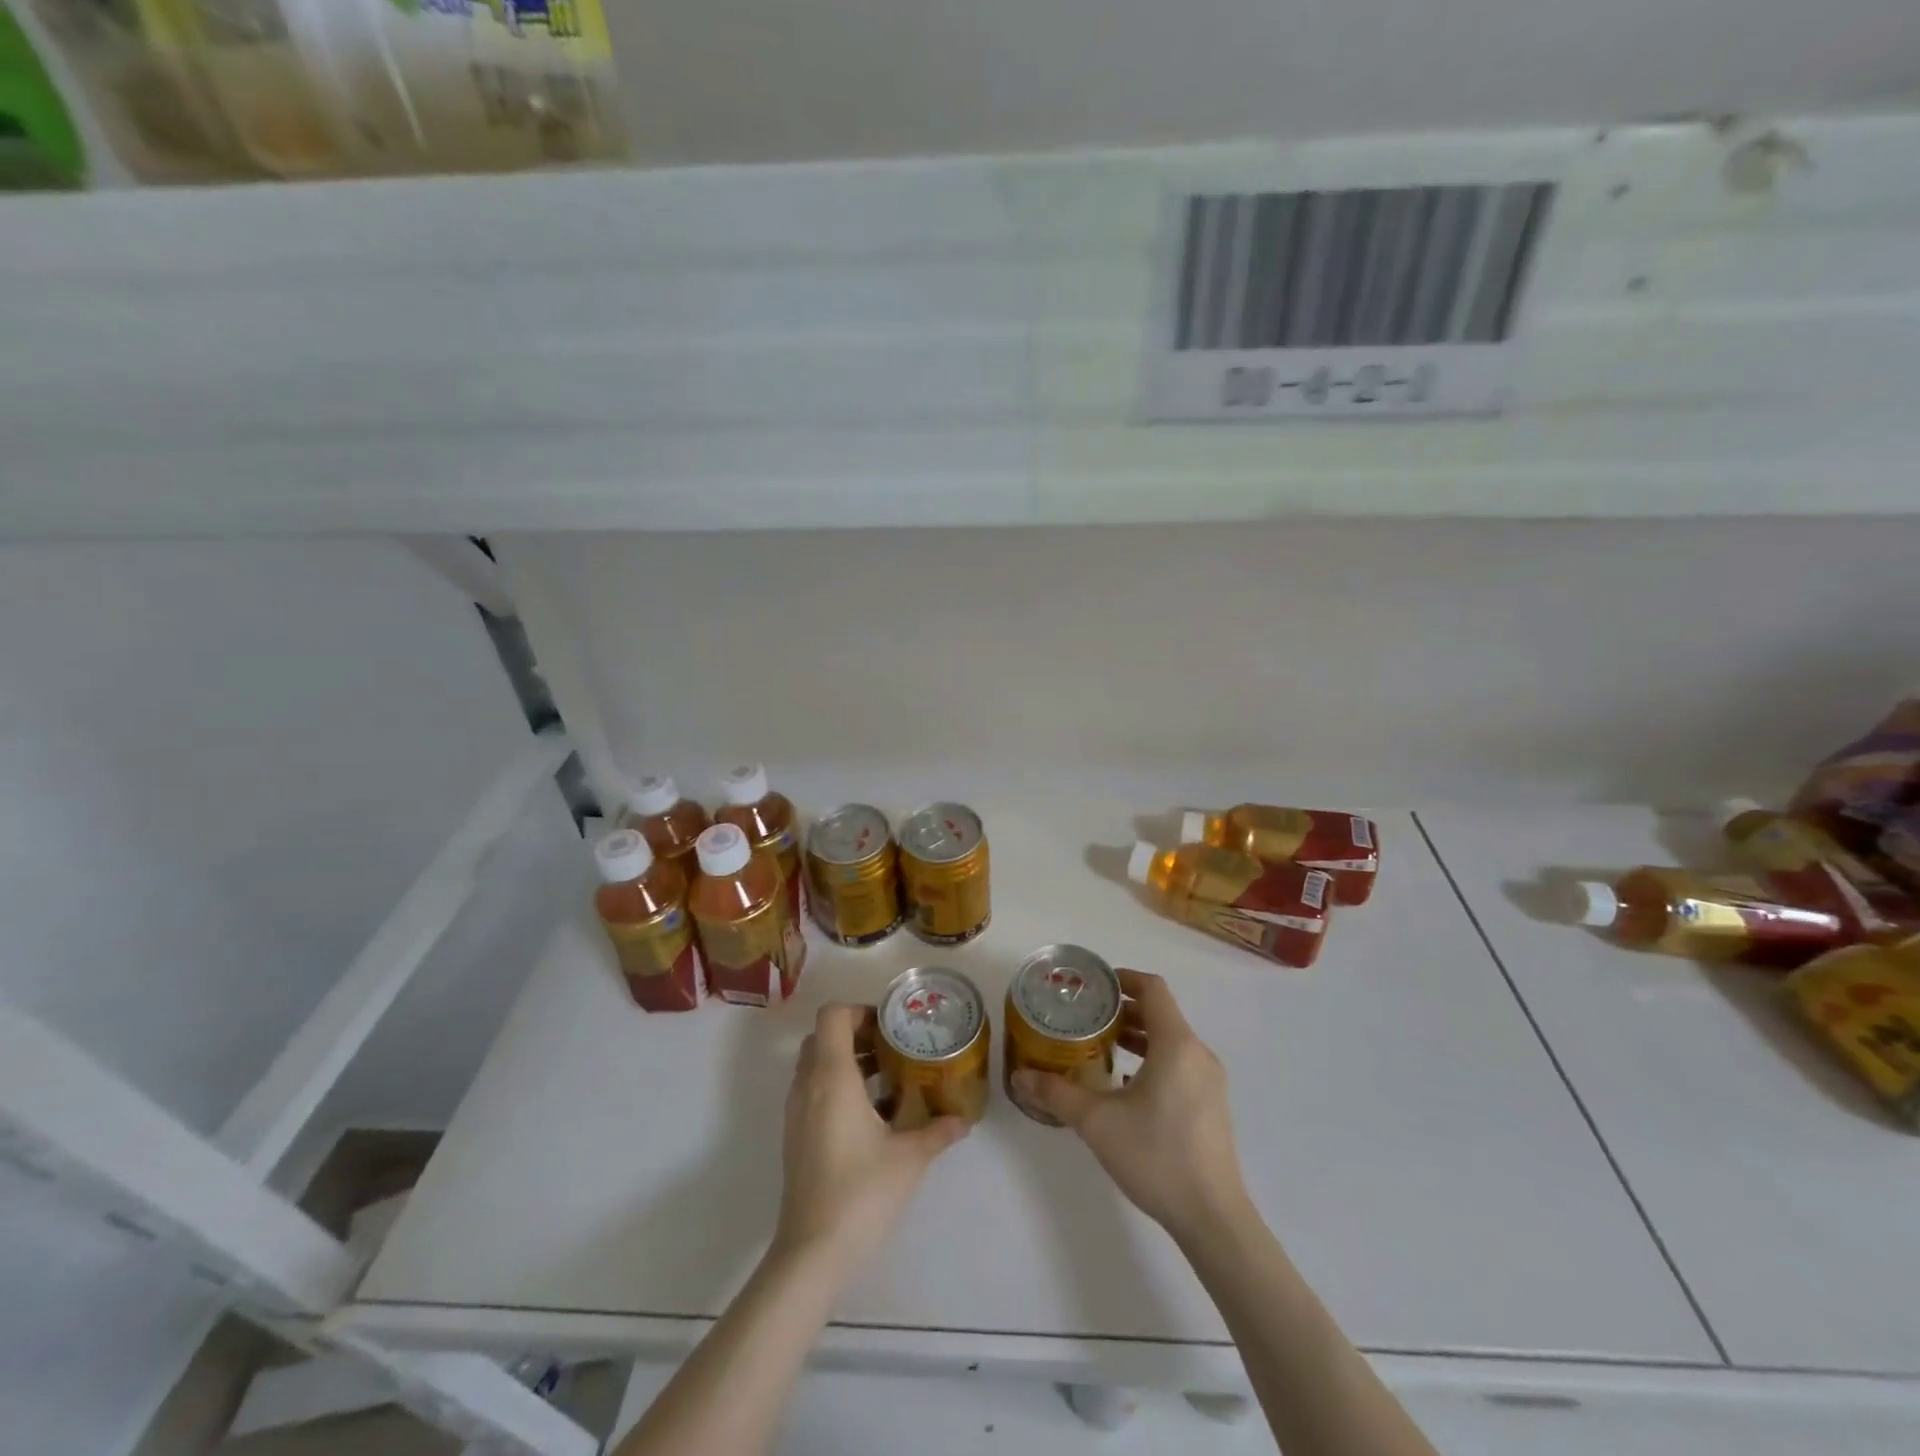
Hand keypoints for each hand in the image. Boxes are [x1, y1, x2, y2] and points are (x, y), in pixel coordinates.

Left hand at [772, 1004, 968, 1272]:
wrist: (812, 1252)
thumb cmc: (861, 1192)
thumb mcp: (909, 1157)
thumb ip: (938, 1131)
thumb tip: (964, 1120)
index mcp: (832, 1077)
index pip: (833, 1016)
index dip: (859, 1011)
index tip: (889, 1027)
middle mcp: (807, 1086)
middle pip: (823, 1037)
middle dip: (856, 1034)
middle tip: (891, 1048)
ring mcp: (796, 1112)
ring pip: (816, 1065)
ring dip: (847, 1061)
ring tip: (888, 1079)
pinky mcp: (795, 1137)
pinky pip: (813, 1091)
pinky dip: (837, 1087)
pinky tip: (871, 1115)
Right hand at [1011, 969, 1248, 1242]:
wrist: (1213, 1218)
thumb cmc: (1156, 1157)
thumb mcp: (1097, 1122)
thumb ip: (1057, 1094)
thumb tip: (1019, 1077)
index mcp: (1176, 1044)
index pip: (1153, 989)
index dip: (1124, 978)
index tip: (1094, 985)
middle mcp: (1197, 1053)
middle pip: (1161, 1013)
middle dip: (1124, 1009)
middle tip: (1087, 1017)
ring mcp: (1209, 1080)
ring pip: (1171, 1040)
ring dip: (1138, 1035)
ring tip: (1102, 1046)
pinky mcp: (1211, 1104)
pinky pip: (1180, 1063)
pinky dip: (1153, 1059)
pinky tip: (1126, 1085)